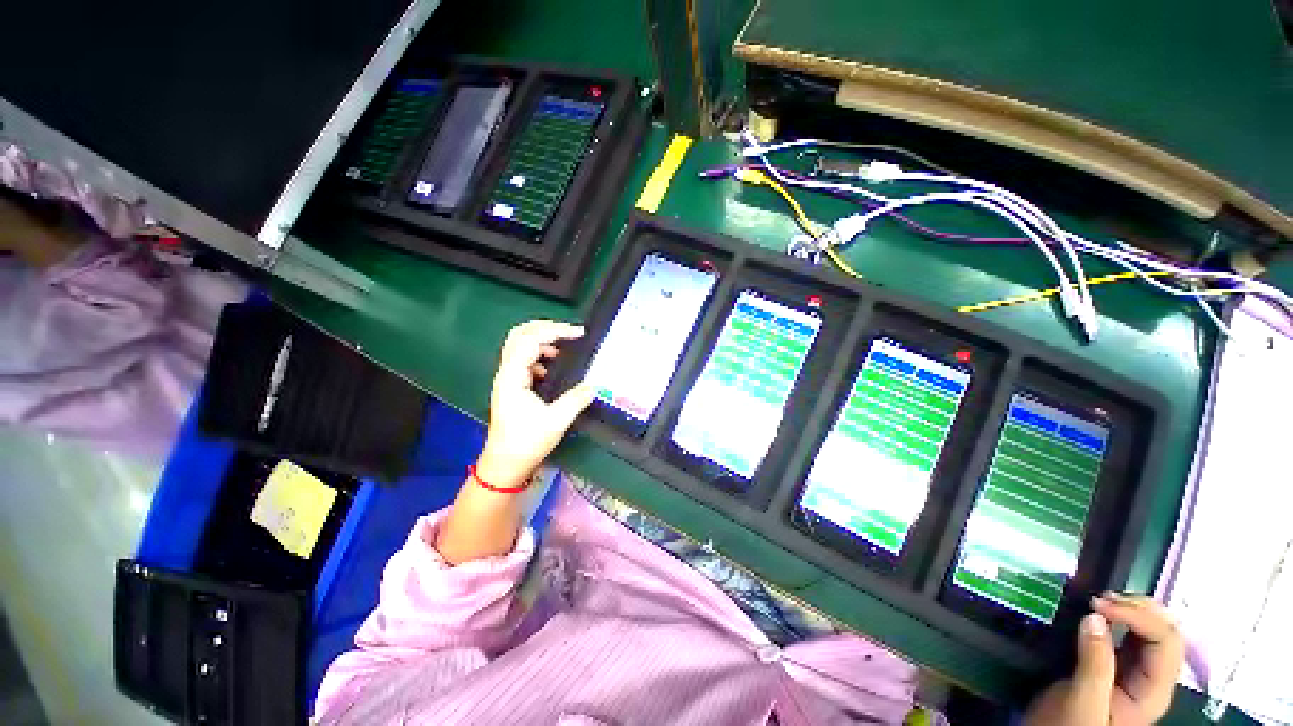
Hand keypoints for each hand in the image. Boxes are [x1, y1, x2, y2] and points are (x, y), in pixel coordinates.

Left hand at [475, 320, 595, 488]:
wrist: (505, 465)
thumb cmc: (526, 442)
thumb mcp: (556, 421)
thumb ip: (576, 399)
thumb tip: (595, 385)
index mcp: (513, 377)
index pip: (531, 340)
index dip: (555, 331)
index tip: (578, 333)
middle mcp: (506, 373)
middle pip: (519, 335)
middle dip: (544, 328)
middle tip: (568, 331)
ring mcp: (507, 379)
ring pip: (519, 346)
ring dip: (541, 340)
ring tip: (562, 347)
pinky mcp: (511, 386)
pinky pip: (523, 360)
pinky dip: (539, 355)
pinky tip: (551, 367)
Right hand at [1025, 592, 1184, 725]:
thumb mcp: (1082, 702)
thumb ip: (1093, 664)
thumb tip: (1094, 618)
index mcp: (1153, 691)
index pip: (1165, 641)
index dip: (1138, 616)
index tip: (1098, 604)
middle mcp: (1153, 678)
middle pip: (1165, 632)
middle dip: (1138, 608)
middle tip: (1100, 598)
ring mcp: (1137, 672)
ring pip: (1150, 630)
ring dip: (1130, 609)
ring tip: (1100, 601)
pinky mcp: (1119, 666)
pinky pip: (1130, 636)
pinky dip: (1119, 617)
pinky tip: (1100, 612)